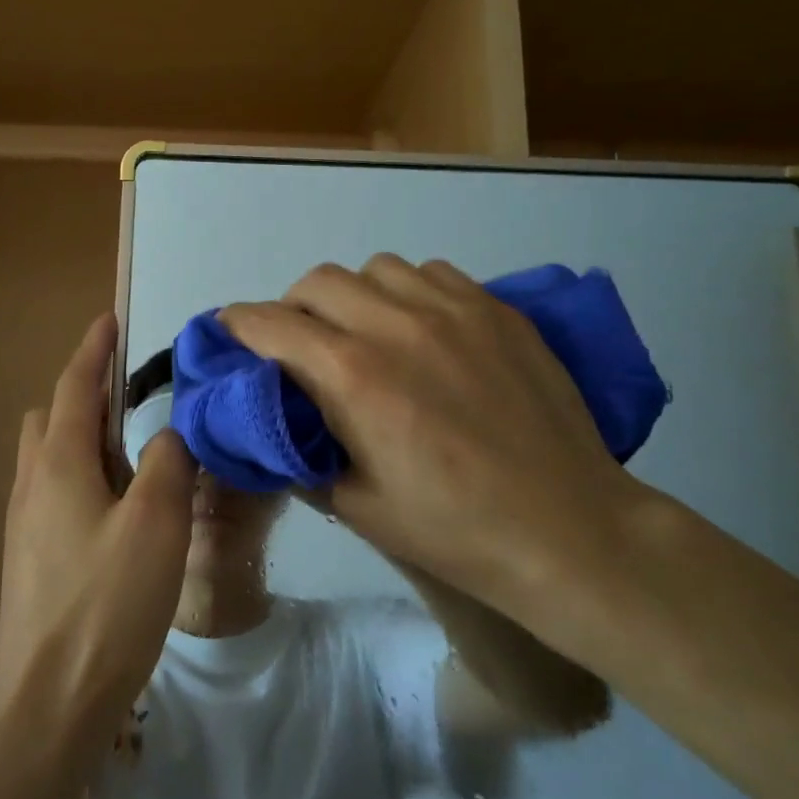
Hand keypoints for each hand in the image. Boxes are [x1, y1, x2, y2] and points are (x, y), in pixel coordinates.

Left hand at [0, 314, 196, 748]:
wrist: (46, 705)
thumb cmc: (106, 604)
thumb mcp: (155, 522)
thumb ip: (167, 461)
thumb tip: (167, 434)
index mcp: (58, 462)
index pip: (73, 385)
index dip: (94, 349)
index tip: (111, 319)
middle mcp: (32, 482)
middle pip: (50, 416)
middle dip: (86, 393)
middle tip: (132, 398)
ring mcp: (25, 523)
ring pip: (50, 456)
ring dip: (86, 438)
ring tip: (135, 455)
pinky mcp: (31, 558)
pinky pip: (54, 492)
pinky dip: (84, 476)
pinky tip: (119, 511)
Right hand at [220, 256, 645, 632]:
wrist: (570, 530)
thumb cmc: (455, 530)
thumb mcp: (356, 506)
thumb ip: (300, 454)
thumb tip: (271, 423)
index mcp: (354, 377)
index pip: (271, 323)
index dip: (238, 324)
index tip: (228, 333)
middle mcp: (396, 325)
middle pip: (316, 282)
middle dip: (293, 309)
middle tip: (303, 346)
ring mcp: (452, 309)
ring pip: (374, 269)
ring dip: (353, 296)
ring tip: (366, 332)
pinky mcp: (495, 308)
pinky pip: (430, 273)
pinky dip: (407, 292)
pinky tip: (423, 329)